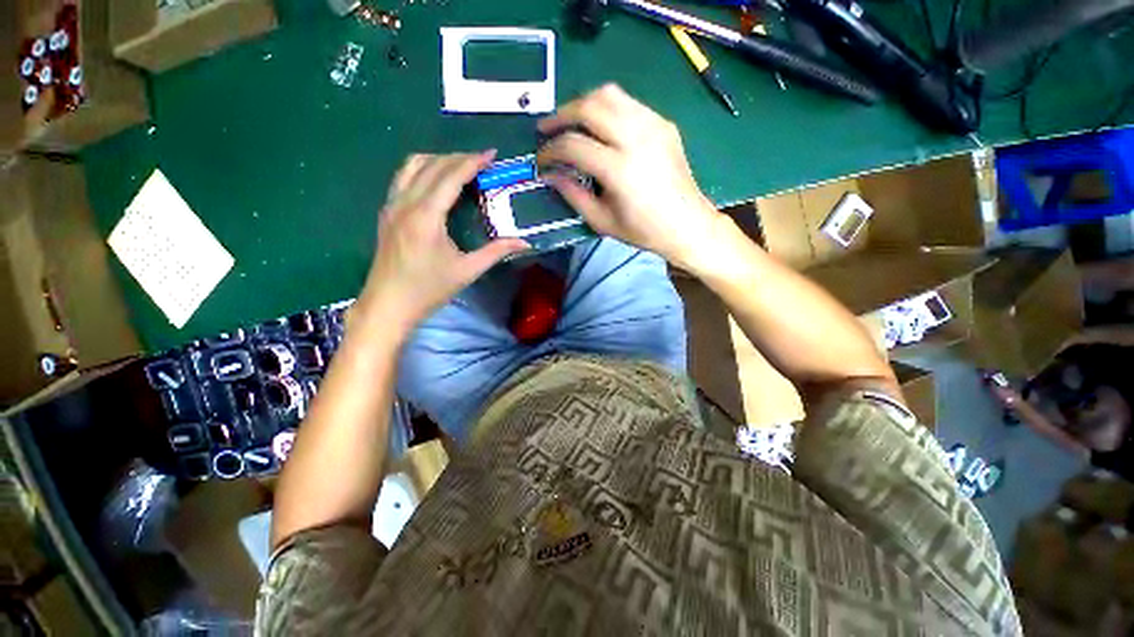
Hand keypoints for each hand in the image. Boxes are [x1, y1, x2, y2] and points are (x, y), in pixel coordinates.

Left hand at [355, 151, 528, 336]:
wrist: (388, 305)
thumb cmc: (429, 289)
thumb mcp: (467, 271)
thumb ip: (496, 252)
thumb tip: (524, 243)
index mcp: (426, 216)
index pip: (450, 176)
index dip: (472, 161)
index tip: (491, 154)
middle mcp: (405, 203)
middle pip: (432, 165)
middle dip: (458, 157)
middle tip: (482, 162)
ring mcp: (391, 205)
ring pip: (412, 166)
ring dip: (438, 159)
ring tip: (460, 166)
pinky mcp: (386, 212)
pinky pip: (403, 178)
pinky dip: (422, 169)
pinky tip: (436, 181)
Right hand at [536, 84, 722, 270]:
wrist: (687, 224)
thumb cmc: (643, 231)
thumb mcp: (602, 221)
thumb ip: (573, 194)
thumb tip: (551, 175)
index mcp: (619, 169)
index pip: (573, 145)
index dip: (550, 150)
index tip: (541, 160)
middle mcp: (636, 138)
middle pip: (589, 106)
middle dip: (561, 115)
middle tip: (547, 129)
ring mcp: (653, 125)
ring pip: (609, 94)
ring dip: (583, 104)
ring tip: (571, 122)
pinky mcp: (663, 123)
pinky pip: (628, 103)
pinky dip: (607, 109)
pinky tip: (601, 127)